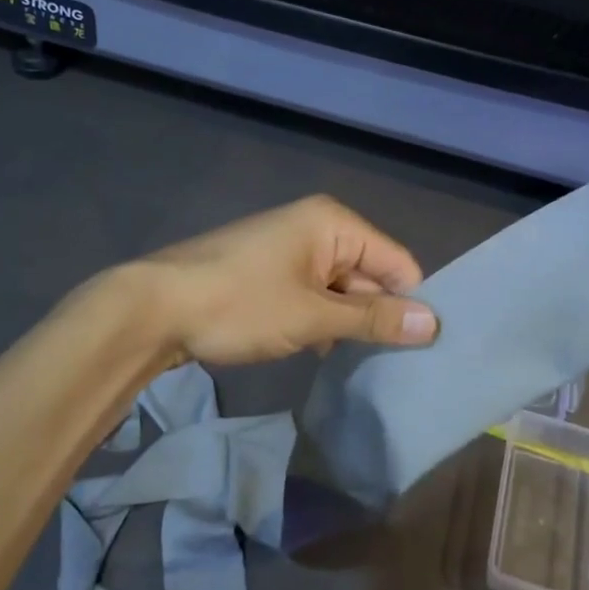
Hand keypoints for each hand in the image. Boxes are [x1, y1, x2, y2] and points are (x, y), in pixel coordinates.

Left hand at [124, 196, 439, 364]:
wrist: (155, 307)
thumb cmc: (241, 304)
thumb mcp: (313, 317)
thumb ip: (373, 319)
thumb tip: (434, 323)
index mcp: (334, 223)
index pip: (396, 260)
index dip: (411, 302)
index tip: (423, 349)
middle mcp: (317, 226)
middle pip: (369, 272)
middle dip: (378, 315)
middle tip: (396, 366)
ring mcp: (290, 248)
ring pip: (340, 287)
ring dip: (347, 322)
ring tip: (363, 365)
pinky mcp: (269, 270)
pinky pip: (312, 293)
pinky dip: (320, 320)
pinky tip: (320, 353)